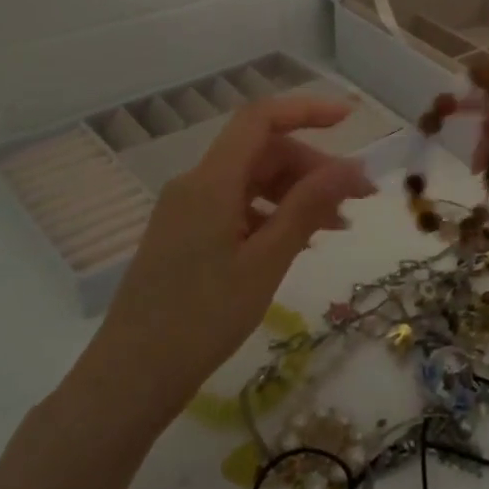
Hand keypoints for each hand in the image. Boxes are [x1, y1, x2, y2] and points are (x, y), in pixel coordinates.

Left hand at [72, 96, 375, 423]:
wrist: (130, 378)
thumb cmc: (202, 319)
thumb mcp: (266, 262)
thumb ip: (308, 207)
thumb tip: (352, 167)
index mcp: (210, 182)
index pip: (260, 119)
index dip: (307, 110)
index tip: (351, 119)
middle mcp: (195, 185)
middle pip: (261, 152)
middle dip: (313, 166)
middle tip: (357, 197)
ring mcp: (187, 211)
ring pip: (252, 181)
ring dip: (297, 194)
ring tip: (337, 226)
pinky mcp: (186, 236)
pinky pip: (237, 208)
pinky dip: (273, 216)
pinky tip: (299, 242)